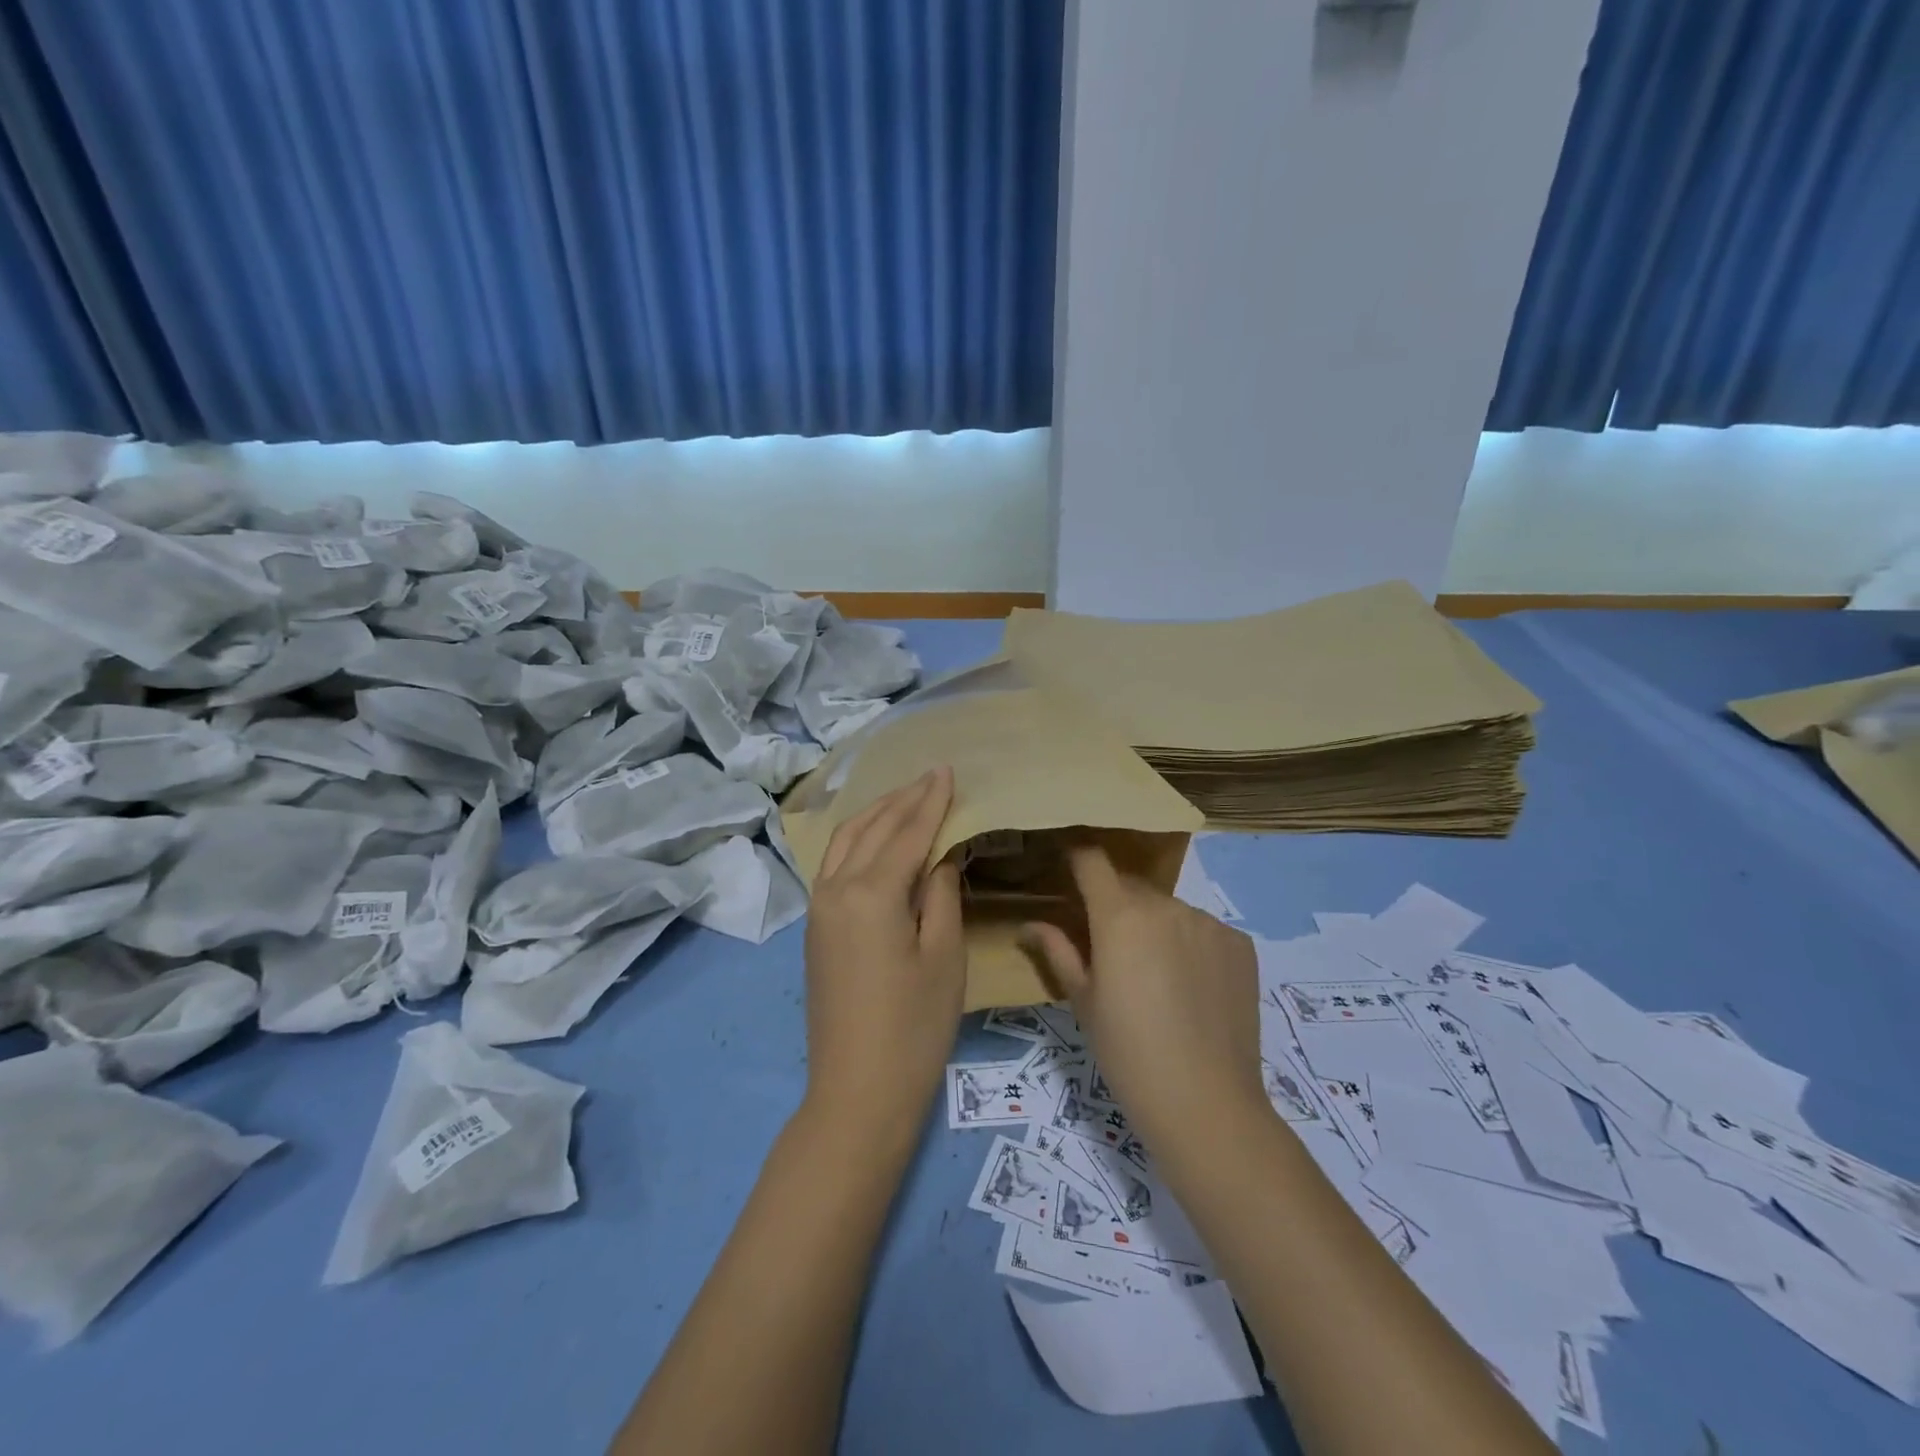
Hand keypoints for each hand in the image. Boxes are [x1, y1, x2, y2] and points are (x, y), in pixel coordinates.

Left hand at [802, 768, 965, 1134]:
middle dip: (902, 798)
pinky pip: (835, 863)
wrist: (856, 1091)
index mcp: (871, 893)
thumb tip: (939, 853)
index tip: (947, 770)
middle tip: (931, 776)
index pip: (907, 832)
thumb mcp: (943, 956)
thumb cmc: (913, 1027)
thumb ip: (940, 893)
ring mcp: (819, 908)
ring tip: (905, 796)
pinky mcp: (815, 927)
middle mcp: (836, 889)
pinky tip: (875, 837)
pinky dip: (858, 838)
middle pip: (871, 828)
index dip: (930, 800)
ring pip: (846, 841)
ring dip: (876, 813)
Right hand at [1022, 844, 1264, 1150]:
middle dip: (1113, 903)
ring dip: (1154, 925)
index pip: (1092, 860)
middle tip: (1108, 946)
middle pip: (1130, 886)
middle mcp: (1166, 906)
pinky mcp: (1239, 944)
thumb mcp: (1082, 1002)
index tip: (1068, 874)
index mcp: (1120, 915)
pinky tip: (1191, 987)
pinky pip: (1203, 929)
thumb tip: (1029, 925)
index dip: (1077, 860)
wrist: (1206, 1103)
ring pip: (1168, 908)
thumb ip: (1057, 951)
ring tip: (1154, 975)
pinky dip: (1190, 943)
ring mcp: (1208, 923)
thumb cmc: (1128, 1053)